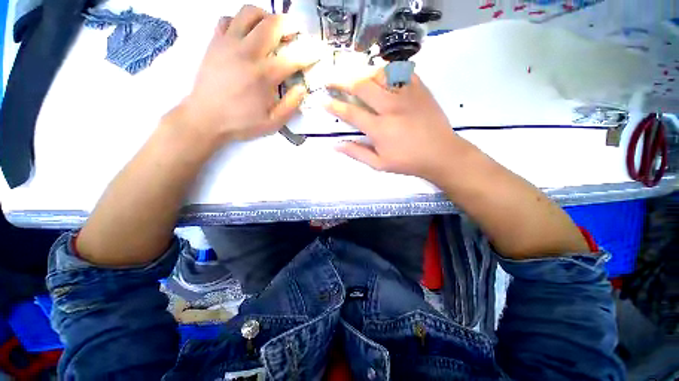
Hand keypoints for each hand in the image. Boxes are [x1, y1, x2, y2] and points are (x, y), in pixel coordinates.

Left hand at [172, 6, 317, 144]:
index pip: (294, 57)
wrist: (205, 119)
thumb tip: (303, 88)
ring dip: (265, 17)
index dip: (310, 52)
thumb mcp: (272, 123)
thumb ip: (291, 106)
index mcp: (264, 76)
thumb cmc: (241, 123)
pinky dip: (239, 21)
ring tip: (271, 29)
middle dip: (290, 24)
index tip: (318, 51)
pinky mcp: (214, 42)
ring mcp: (228, 44)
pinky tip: (245, 34)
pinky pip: (227, 19)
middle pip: (272, 23)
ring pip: (249, 12)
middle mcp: (248, 53)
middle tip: (296, 32)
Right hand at [326, 70, 472, 180]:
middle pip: (362, 85)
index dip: (334, 106)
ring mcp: (407, 95)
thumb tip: (335, 145)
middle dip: (341, 80)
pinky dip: (388, 70)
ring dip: (363, 73)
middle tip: (331, 79)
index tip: (322, 100)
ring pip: (380, 73)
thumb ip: (357, 153)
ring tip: (356, 78)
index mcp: (380, 129)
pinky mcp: (420, 89)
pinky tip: (382, 75)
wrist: (441, 154)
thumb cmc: (408, 162)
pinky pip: (401, 71)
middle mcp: (391, 107)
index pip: (351, 113)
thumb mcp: (379, 164)